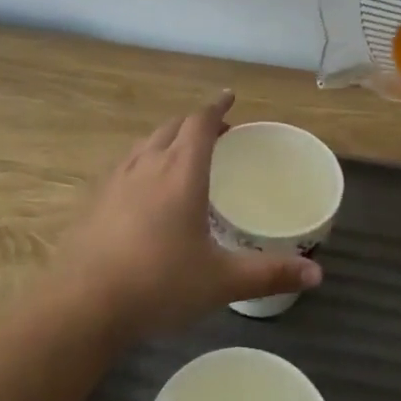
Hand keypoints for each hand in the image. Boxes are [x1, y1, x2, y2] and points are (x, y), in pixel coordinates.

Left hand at [50, 93, 321, 340]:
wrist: (83, 303)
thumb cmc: (159, 284)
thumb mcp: (221, 281)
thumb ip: (269, 273)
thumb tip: (316, 273)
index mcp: (181, 171)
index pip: (201, 122)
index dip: (217, 106)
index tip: (229, 97)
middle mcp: (148, 164)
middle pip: (173, 126)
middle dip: (196, 122)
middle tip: (217, 133)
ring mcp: (117, 179)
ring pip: (147, 142)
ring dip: (168, 138)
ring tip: (183, 155)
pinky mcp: (96, 198)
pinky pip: (127, 164)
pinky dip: (145, 160)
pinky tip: (146, 189)